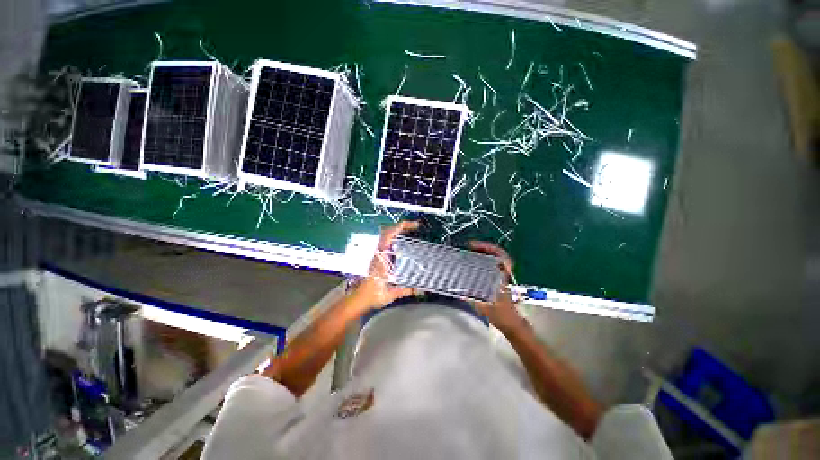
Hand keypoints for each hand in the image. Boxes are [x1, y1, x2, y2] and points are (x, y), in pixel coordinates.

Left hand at [353, 221, 420, 309]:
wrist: (359, 299)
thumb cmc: (373, 295)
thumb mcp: (391, 294)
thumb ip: (406, 290)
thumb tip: (421, 289)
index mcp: (381, 258)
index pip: (389, 235)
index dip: (401, 227)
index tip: (414, 226)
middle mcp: (379, 253)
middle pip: (388, 232)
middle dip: (402, 226)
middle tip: (415, 227)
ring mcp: (378, 254)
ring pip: (386, 236)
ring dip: (398, 231)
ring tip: (411, 232)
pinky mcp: (378, 258)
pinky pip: (386, 242)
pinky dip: (395, 238)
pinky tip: (404, 244)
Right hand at [468, 241, 524, 330]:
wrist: (511, 323)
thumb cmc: (501, 315)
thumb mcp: (484, 307)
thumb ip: (472, 299)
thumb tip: (457, 290)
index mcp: (501, 278)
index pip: (501, 257)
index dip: (490, 248)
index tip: (474, 246)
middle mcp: (502, 274)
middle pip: (498, 254)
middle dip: (484, 247)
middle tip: (470, 246)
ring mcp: (501, 277)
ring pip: (494, 259)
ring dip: (484, 253)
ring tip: (470, 251)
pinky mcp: (498, 280)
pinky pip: (491, 265)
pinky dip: (484, 260)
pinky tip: (474, 263)